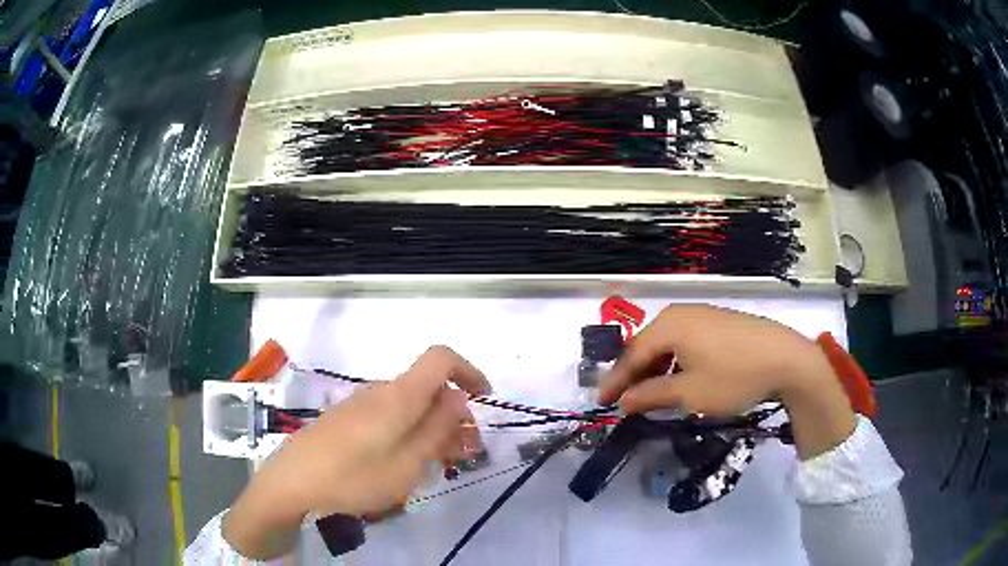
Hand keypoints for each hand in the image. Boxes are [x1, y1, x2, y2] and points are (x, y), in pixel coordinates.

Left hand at [223, 346, 490, 558]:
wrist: (292, 483)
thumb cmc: (354, 477)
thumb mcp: (407, 463)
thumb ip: (437, 429)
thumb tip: (458, 400)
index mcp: (398, 396)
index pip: (441, 358)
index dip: (468, 370)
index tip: (485, 399)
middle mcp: (380, 392)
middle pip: (427, 388)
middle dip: (455, 414)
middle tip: (468, 451)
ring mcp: (360, 405)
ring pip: (409, 407)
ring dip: (433, 428)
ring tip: (442, 462)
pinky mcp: (347, 421)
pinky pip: (390, 418)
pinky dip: (410, 434)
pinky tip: (407, 463)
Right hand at [598, 304, 855, 459]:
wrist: (786, 358)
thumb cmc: (733, 376)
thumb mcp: (689, 393)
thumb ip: (651, 396)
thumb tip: (624, 401)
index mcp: (669, 325)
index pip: (631, 354)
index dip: (615, 380)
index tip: (601, 402)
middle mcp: (681, 313)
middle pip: (647, 345)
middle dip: (633, 374)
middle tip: (623, 399)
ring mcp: (702, 314)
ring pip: (667, 343)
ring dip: (655, 369)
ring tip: (649, 393)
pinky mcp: (719, 321)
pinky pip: (685, 340)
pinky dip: (675, 361)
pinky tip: (679, 378)